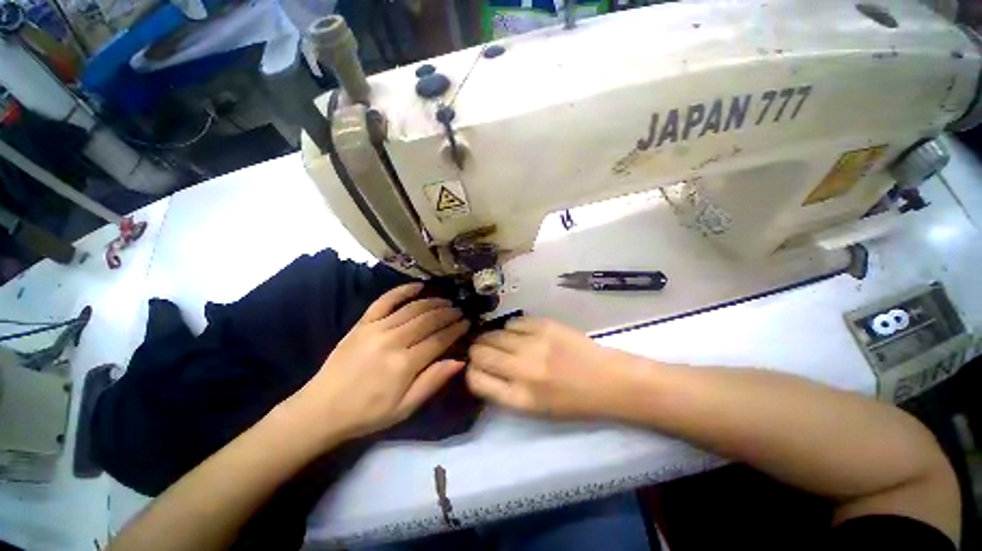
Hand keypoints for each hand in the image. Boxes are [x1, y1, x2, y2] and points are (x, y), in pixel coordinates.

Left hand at [289, 283, 469, 440]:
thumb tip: (459, 361)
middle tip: (459, 310)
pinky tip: (418, 286)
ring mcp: (376, 328)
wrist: (322, 409)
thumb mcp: (405, 407)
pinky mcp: (362, 323)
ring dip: (433, 302)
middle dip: (448, 313)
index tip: (467, 323)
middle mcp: (393, 340)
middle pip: (428, 320)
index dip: (456, 329)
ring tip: (446, 301)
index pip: (439, 339)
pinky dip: (402, 290)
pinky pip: (385, 300)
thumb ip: (432, 381)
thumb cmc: (368, 412)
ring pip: (412, 308)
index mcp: (405, 364)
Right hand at [466, 318, 643, 419]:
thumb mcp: (534, 408)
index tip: (477, 367)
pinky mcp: (544, 325)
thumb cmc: (571, 401)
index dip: (472, 372)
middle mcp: (523, 370)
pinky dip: (512, 328)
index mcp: (520, 398)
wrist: (607, 380)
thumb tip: (480, 368)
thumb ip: (504, 390)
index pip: (476, 379)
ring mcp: (534, 344)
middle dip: (477, 352)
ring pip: (493, 334)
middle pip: (479, 353)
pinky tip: (522, 334)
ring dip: (493, 338)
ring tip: (503, 341)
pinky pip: (513, 322)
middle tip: (486, 351)